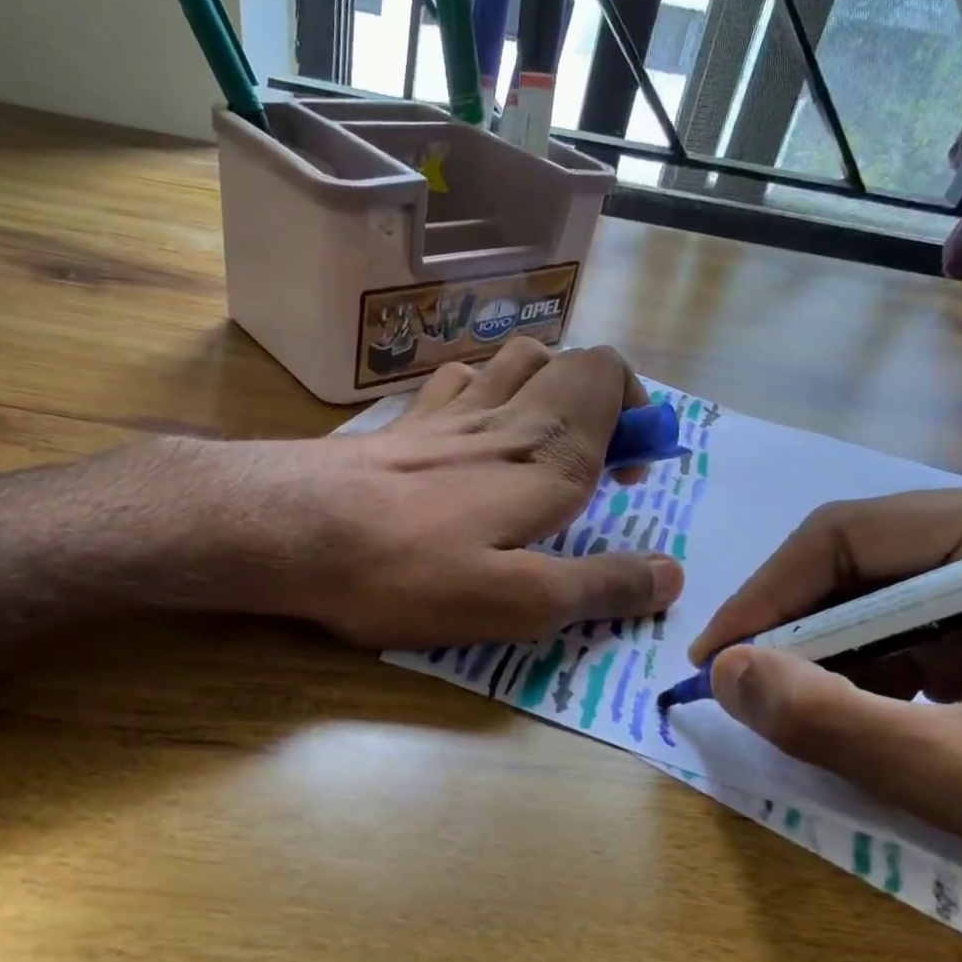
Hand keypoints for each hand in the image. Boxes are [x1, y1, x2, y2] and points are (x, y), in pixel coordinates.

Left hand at [285, 338, 684, 648]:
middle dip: (599, 401)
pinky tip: (471, 428)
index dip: (637, 412)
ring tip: (540, 442)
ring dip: (544, 386)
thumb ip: (600, 585)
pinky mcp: (403, 425)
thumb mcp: (518, 603)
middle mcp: (504, 415)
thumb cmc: (408, 571)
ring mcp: (447, 412)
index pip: (610, 377)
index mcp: (546, 453)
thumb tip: (672, 575)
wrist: (290, 531)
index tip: (632, 473)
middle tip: (593, 465)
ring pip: (514, 358)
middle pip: (568, 361)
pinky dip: (482, 389)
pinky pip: (458, 379)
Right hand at [690, 472, 961, 924]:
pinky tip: (851, 711)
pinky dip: (851, 664)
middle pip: (849, 556)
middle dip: (790, 626)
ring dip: (817, 650)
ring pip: (859, 588)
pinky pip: (886, 617)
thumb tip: (725, 672)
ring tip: (792, 707)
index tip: (713, 660)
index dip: (765, 597)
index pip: (847, 535)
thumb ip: (833, 723)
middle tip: (739, 686)